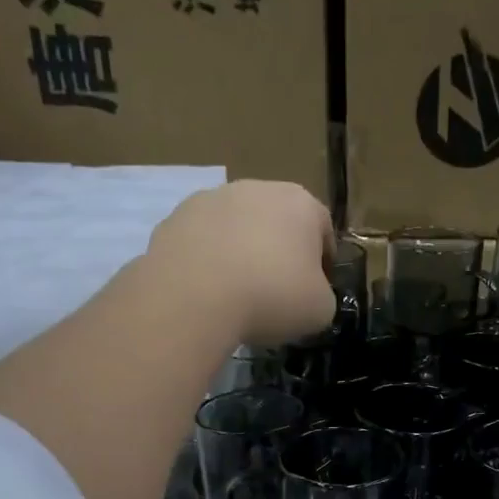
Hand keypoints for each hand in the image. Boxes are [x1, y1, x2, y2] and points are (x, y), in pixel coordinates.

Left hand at [146, 180, 336, 346]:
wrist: (195, 296)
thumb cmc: (273, 296)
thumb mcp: (321, 309)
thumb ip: (323, 295)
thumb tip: (310, 294)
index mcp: (301, 204)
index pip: (323, 230)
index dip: (323, 263)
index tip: (315, 291)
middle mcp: (257, 189)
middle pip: (277, 223)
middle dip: (279, 253)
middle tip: (276, 292)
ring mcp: (211, 199)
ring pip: (237, 228)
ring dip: (241, 253)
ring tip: (237, 294)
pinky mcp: (175, 218)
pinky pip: (202, 242)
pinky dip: (208, 262)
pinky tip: (207, 292)